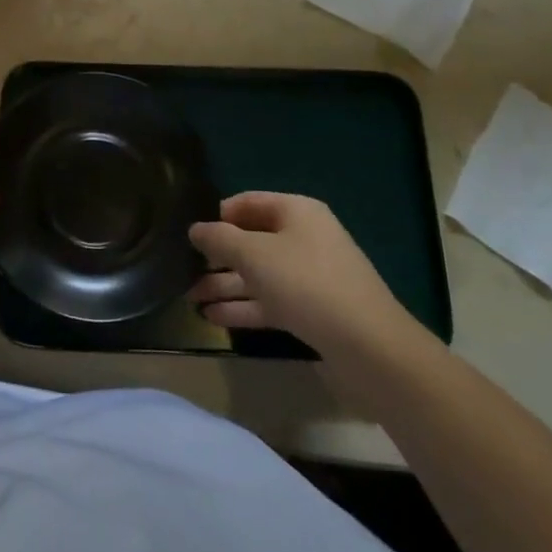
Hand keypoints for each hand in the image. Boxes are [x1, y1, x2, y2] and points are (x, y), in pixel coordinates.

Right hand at [190, 192, 421, 365]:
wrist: (370, 348)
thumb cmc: (307, 284)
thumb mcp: (254, 255)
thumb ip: (219, 239)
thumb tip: (195, 228)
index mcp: (296, 212)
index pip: (247, 203)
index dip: (217, 215)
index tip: (187, 232)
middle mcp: (303, 238)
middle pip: (251, 240)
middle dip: (216, 256)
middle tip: (181, 268)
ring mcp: (309, 277)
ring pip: (257, 274)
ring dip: (224, 285)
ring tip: (188, 296)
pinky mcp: (311, 311)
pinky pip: (269, 301)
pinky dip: (242, 307)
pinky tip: (211, 316)